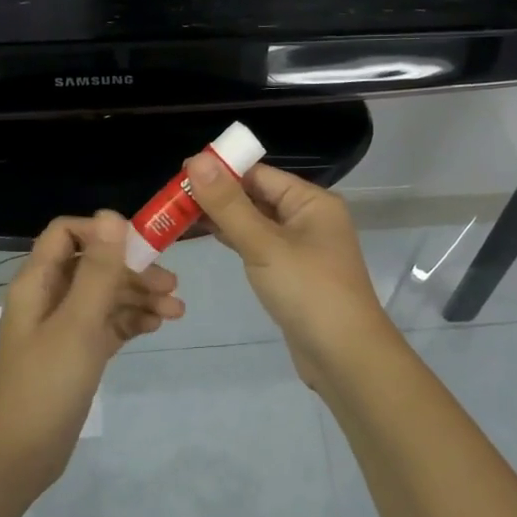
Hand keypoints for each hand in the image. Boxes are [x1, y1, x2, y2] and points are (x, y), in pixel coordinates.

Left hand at [0, 210, 182, 490]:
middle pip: (95, 266)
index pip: (68, 234)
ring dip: (139, 297)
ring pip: (105, 296)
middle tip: (172, 286)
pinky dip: (131, 321)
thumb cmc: (46, 384)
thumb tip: (111, 215)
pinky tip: (155, 327)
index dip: (103, 233)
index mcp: (40, 282)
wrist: (18, 456)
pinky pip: (107, 324)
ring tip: (176, 311)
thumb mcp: (78, 323)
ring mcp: (63, 327)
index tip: (141, 247)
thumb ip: (98, 270)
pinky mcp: (76, 354)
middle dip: (134, 270)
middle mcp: (50, 297)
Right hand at [183, 155, 396, 392]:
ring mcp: (302, 248)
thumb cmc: (308, 291)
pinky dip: (235, 239)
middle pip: (257, 195)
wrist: (344, 357)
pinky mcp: (292, 273)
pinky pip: (259, 246)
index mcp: (312, 201)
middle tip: (172, 197)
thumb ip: (228, 204)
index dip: (221, 171)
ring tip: (180, 214)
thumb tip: (197, 159)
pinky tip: (208, 237)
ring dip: (223, 218)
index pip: (260, 174)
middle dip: (218, 195)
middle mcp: (309, 218)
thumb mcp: (264, 244)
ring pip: (256, 222)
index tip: (180, 173)